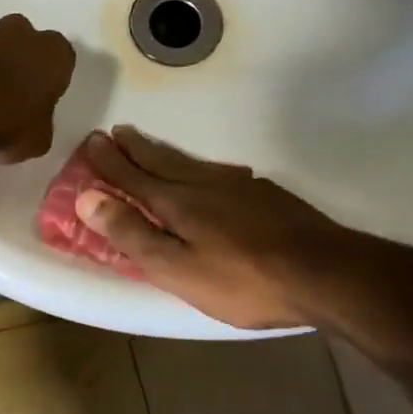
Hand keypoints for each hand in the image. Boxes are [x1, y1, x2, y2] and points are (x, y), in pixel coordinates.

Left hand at [0, 15, 75, 161]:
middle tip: (8, 100)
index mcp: (54, 52)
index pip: (61, 63)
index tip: (37, 104)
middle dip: (19, 67)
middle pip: (25, 47)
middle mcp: (21, 31)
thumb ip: (40, 125)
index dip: (49, 84)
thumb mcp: (37, 141)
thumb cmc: (4, 122)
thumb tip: (30, 125)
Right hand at [75, 127, 412, 332]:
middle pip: (160, 161)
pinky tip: (206, 172)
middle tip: (114, 132)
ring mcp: (238, 187)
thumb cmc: (242, 281)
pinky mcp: (264, 196)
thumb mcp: (176, 268)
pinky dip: (197, 166)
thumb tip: (87, 198)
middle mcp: (203, 185)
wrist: (325, 274)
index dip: (109, 162)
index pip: (133, 177)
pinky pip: (217, 171)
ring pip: (189, 163)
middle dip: (133, 148)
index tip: (90, 142)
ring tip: (146, 144)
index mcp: (177, 203)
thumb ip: (132, 234)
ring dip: (161, 152)